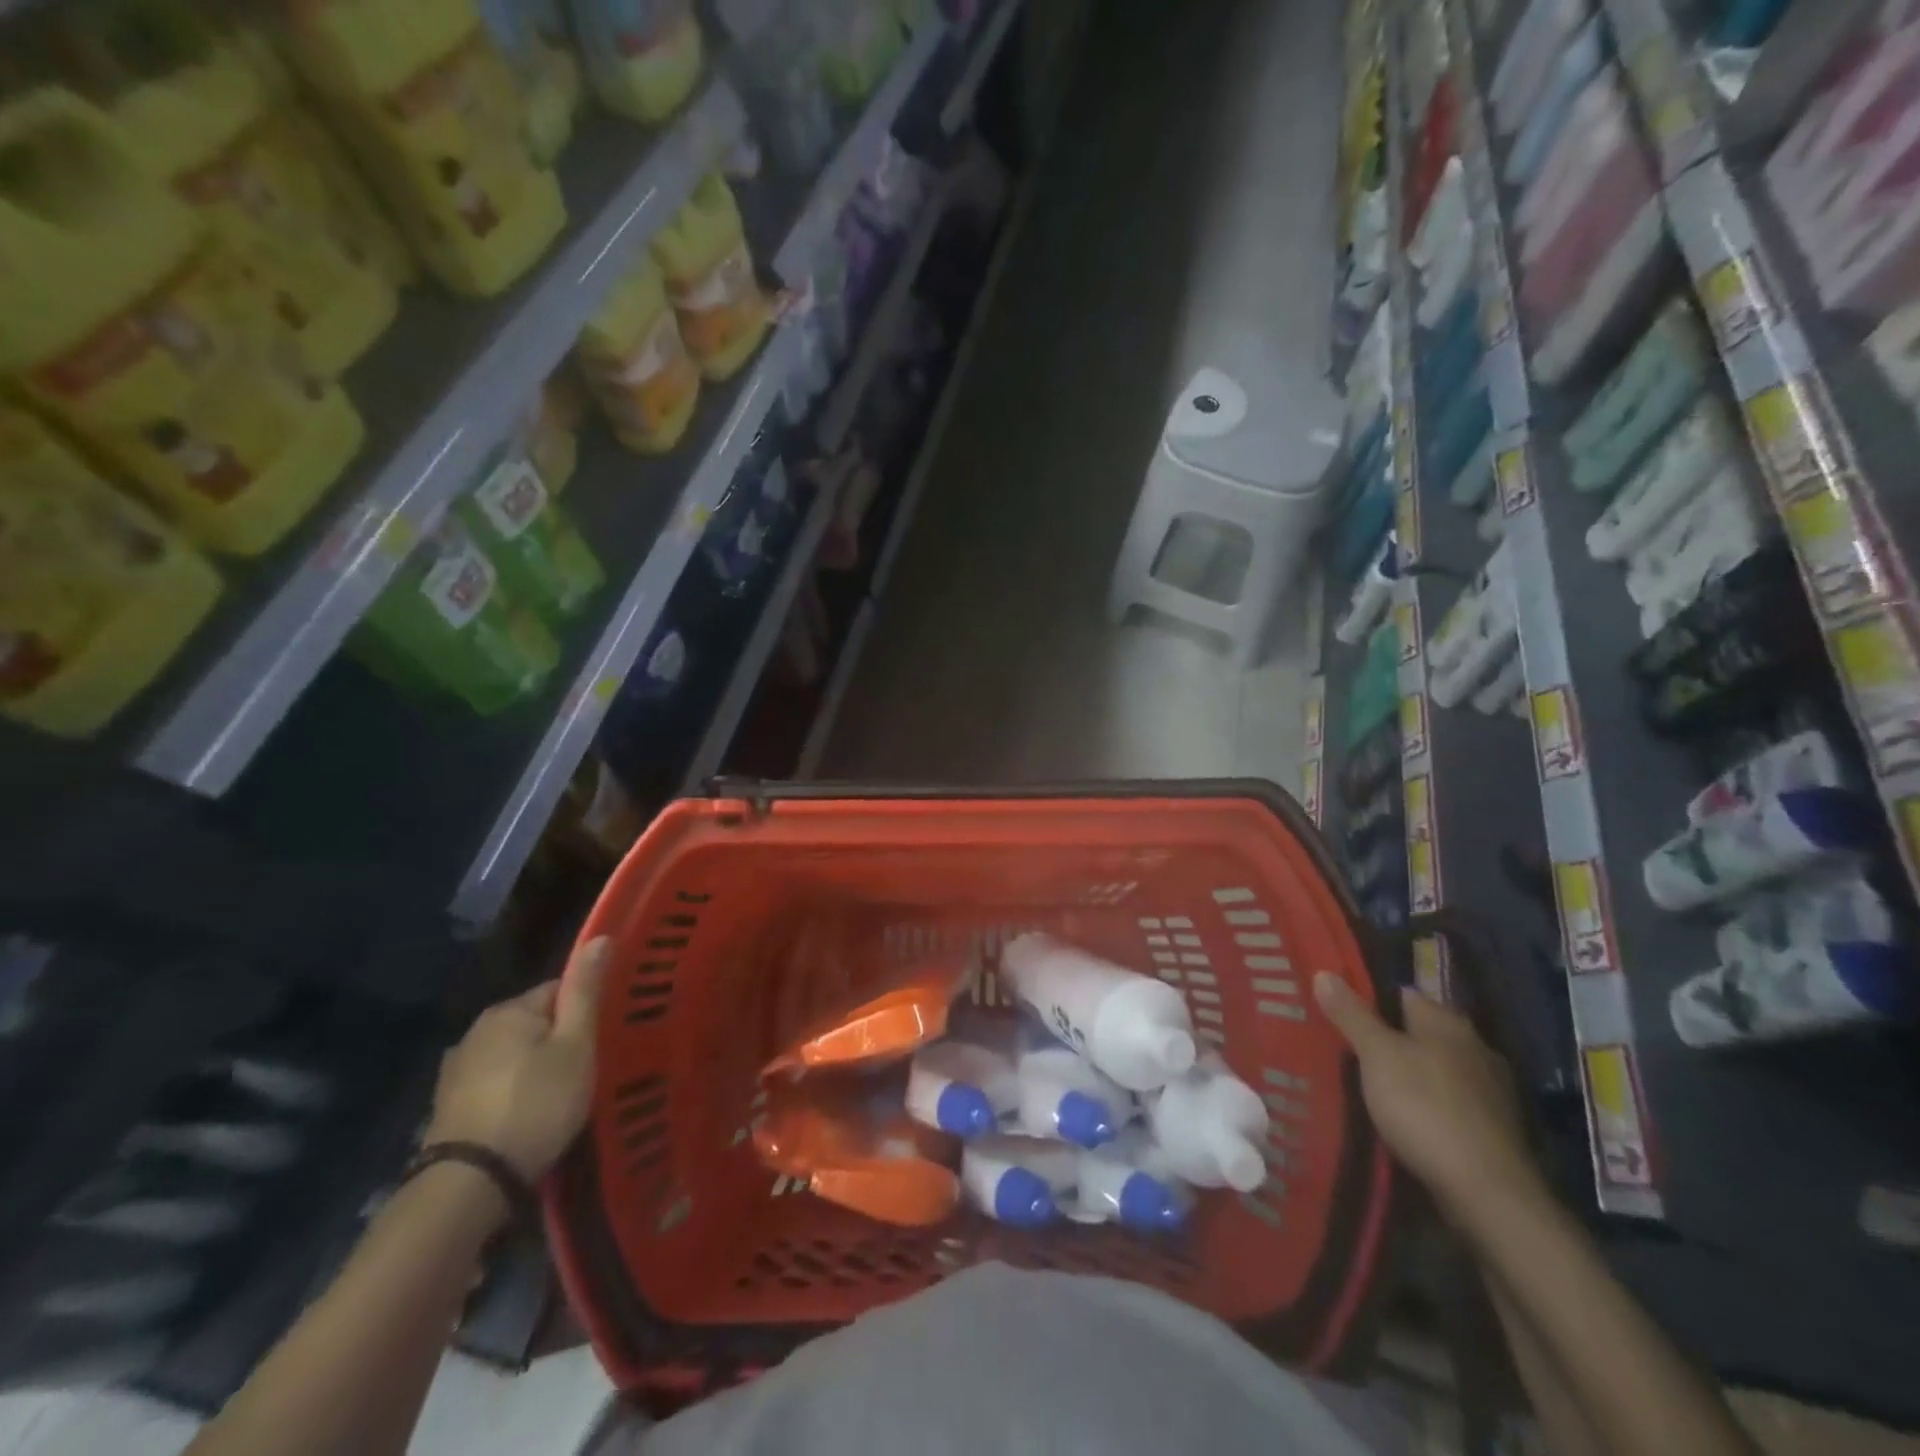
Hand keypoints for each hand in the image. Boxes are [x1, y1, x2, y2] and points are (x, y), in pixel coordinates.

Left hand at [426, 937, 607, 1180]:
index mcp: (509, 1010)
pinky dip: (510, 1092)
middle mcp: (476, 1030)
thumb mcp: (576, 1044)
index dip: (584, 1013)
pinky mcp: (447, 1106)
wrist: (470, 1183)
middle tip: (583, 1072)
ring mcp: (456, 1069)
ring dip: (532, 1067)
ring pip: (512, 1054)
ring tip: (557, 1097)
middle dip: (558, 1041)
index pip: (559, 990)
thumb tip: (600, 936)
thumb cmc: (537, 1104)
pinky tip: (524, 1116)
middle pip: (534, 1022)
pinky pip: (493, 1083)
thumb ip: (585, 991)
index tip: (599, 1041)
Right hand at [1313, 972, 1543, 1221]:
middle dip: (1390, 1039)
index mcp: (1447, 1022)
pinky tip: (1408, 1119)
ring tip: (1371, 1086)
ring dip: (1411, 1074)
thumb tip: (1324, 972)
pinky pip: (1450, 1102)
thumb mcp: (1376, 1055)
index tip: (1341, 1015)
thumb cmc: (1425, 1108)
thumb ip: (1351, 1014)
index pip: (1403, 995)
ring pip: (1436, 1069)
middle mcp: (1475, 1047)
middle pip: (1421, 1033)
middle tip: (1349, 1051)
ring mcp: (1490, 1090)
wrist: (1487, 1192)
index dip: (1371, 1001)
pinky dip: (1429, 1105)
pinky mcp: (1494, 1129)